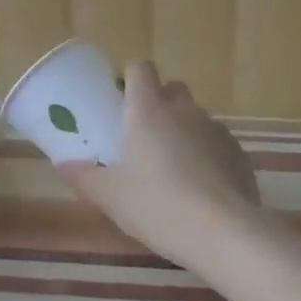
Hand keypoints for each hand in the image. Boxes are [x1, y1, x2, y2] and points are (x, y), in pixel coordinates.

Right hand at [55, 62, 261, 269]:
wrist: (222, 231)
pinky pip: (217, 141)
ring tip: (173, 167)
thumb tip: (62, 164)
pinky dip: (208, 153)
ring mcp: (215, 129)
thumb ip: (84, 176)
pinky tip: (202, 185)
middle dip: (160, 102)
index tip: (122, 99)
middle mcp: (184, 111)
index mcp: (148, 111)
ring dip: (184, 130)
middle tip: (144, 136)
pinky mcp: (238, 152)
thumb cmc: (157, 206)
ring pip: (196, 116)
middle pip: (172, 89)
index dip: (131, 78)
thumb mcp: (111, 196)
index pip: (141, 69)